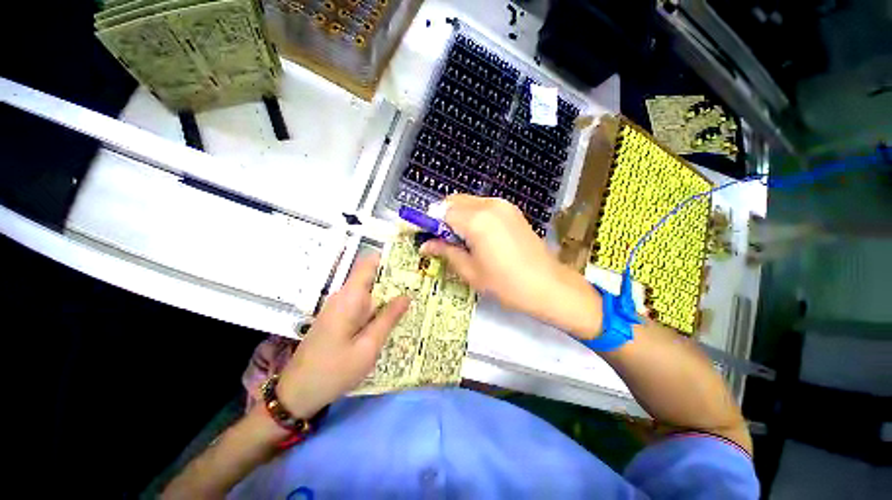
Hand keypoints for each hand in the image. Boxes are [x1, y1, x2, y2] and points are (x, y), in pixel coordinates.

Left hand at [276, 255, 408, 416]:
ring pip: (369, 290)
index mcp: (350, 297)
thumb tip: (406, 295)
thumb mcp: (368, 347)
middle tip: (419, 285)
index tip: (411, 263)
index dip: (389, 258)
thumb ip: (388, 319)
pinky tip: (392, 316)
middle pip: (372, 275)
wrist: (297, 393)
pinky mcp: (338, 317)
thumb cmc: (334, 371)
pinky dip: (379, 305)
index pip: (368, 263)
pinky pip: (362, 303)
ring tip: (412, 300)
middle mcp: (343, 296)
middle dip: (395, 278)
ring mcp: (339, 306)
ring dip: (388, 293)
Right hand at [421, 194, 603, 338]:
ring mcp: (503, 205)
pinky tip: (476, 235)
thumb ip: (446, 252)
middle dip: (441, 217)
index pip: (441, 212)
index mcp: (476, 220)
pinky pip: (483, 206)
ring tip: (458, 239)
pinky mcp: (512, 210)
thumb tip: (425, 244)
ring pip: (468, 202)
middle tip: (440, 239)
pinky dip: (472, 215)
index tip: (423, 235)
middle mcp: (489, 205)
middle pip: (453, 201)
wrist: (548, 285)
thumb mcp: (470, 271)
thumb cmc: (506, 284)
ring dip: (456, 215)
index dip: (428, 222)